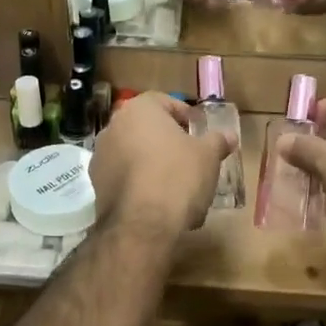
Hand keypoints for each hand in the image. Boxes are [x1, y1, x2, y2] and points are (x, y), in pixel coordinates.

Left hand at [89, 93, 234, 238]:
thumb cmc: (178, 176)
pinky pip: (124, 177)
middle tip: (190, 158)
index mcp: (139, 109)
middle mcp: (113, 127)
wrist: (143, 224)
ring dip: (152, 163)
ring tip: (177, 186)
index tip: (198, 133)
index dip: (184, 116)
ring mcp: (101, 156)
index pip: (164, 102)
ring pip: (133, 153)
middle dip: (167, 141)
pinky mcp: (96, 185)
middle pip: (146, 128)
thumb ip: (217, 141)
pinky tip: (159, 203)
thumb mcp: (208, 156)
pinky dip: (140, 184)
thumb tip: (228, 136)